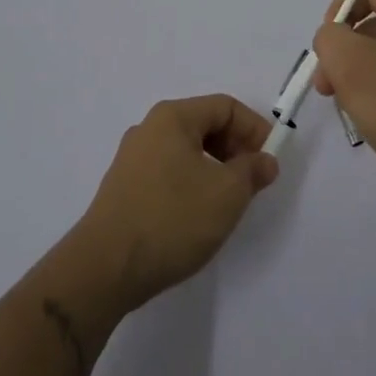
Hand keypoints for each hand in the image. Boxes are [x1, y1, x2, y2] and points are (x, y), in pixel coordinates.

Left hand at [75, 94, 278, 310]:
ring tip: (229, 200)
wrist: (104, 268)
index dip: (255, 129)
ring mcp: (132, 159)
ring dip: (215, 168)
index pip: (225, 107)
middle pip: (204, 125)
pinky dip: (192, 183)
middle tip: (254, 180)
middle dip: (235, 148)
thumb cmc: (172, 219)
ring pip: (186, 151)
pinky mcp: (124, 188)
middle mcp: (149, 129)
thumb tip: (265, 161)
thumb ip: (252, 171)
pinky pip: (168, 172)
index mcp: (172, 117)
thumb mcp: (227, 194)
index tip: (271, 160)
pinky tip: (198, 215)